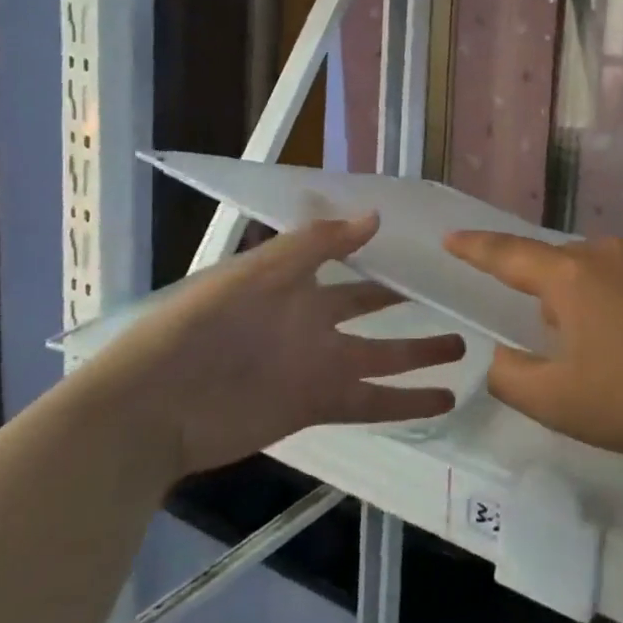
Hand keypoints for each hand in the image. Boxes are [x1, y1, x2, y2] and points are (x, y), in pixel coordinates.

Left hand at [94, 215, 465, 478]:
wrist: (156, 405)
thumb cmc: (204, 325)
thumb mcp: (258, 272)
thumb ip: (316, 244)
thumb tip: (375, 217)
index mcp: (299, 285)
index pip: (351, 265)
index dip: (383, 258)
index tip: (424, 250)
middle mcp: (315, 323)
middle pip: (373, 311)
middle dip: (408, 304)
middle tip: (454, 295)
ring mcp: (320, 366)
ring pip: (384, 357)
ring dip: (421, 355)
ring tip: (466, 348)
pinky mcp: (319, 406)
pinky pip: (373, 402)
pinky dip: (407, 403)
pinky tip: (444, 400)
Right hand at [442, 233, 622, 464]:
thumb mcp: (558, 402)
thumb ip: (511, 377)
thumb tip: (503, 356)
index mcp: (573, 277)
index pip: (510, 256)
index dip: (476, 248)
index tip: (451, 237)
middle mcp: (610, 255)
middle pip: (557, 268)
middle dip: (544, 299)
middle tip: (551, 346)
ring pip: (596, 275)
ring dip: (583, 305)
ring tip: (600, 355)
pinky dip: (617, 307)